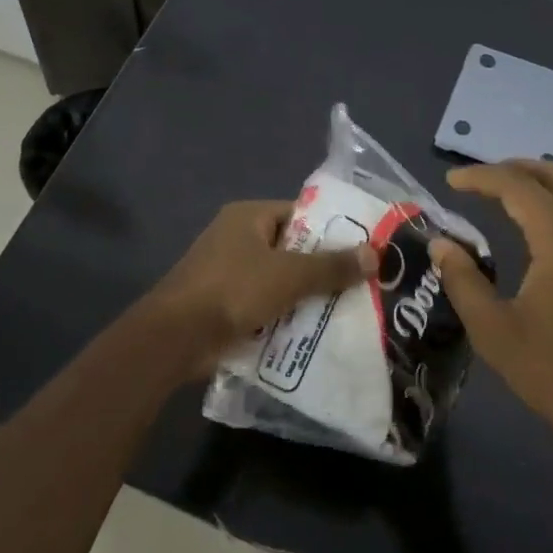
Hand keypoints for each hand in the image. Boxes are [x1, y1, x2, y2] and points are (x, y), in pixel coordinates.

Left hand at [146, 200, 378, 369]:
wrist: (177, 337)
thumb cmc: (234, 290)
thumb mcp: (290, 275)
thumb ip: (332, 266)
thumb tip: (375, 254)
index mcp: (248, 217)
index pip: (300, 215)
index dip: (332, 230)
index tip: (364, 249)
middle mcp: (237, 239)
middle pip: (292, 250)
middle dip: (323, 269)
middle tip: (363, 285)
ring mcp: (229, 274)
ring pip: (280, 282)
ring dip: (307, 297)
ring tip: (349, 311)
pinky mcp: (226, 306)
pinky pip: (266, 306)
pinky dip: (286, 317)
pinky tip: (317, 333)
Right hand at [431, 160, 552, 446]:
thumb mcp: (493, 329)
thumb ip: (462, 280)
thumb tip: (441, 243)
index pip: (518, 187)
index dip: (481, 177)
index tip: (451, 182)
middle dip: (514, 169)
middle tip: (479, 180)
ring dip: (546, 178)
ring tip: (512, 187)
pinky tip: (546, 218)